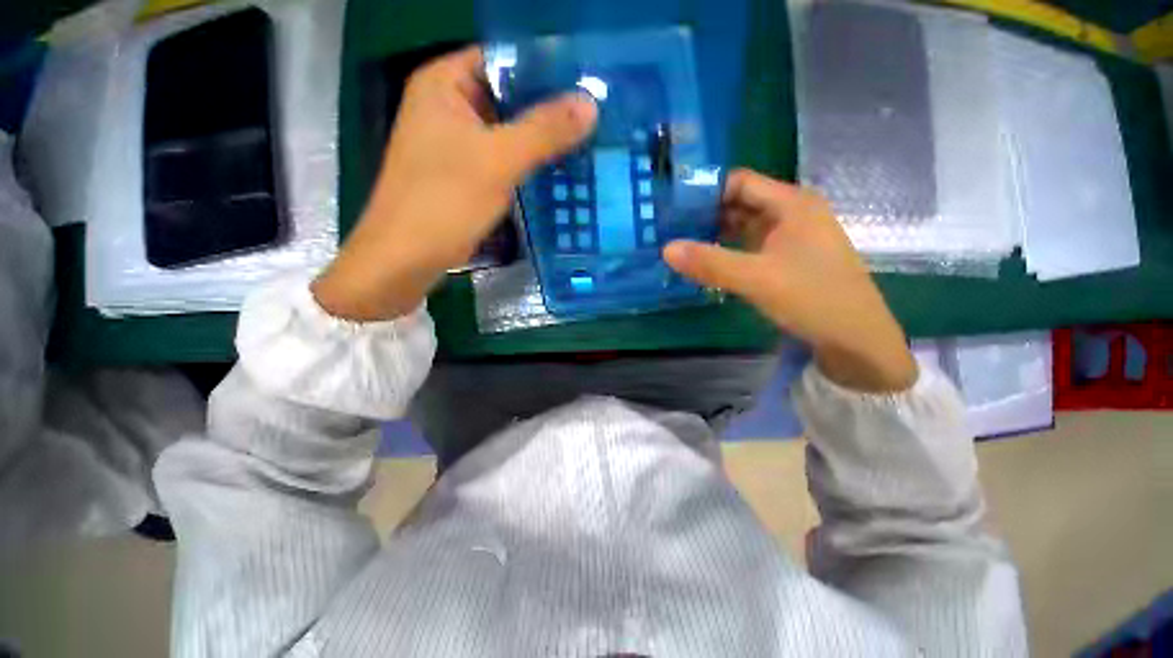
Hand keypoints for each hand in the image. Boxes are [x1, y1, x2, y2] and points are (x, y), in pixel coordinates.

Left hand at [312, 47, 597, 320]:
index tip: (585, 80)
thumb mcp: (498, 161)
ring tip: (586, 138)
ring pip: (507, 129)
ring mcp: (456, 142)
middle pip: (507, 94)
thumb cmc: (444, 201)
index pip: (502, 58)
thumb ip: (544, 130)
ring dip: (540, 137)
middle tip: (593, 114)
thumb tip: (590, 104)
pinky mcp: (465, 173)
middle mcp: (448, 105)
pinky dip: (527, 161)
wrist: (407, 257)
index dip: (543, 67)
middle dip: (547, 106)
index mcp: (444, 83)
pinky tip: (558, 167)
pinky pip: (503, 157)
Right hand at [663, 170, 916, 392]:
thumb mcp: (757, 278)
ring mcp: (790, 236)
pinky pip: (750, 245)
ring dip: (714, 233)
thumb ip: (710, 262)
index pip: (739, 182)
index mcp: (791, 203)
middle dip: (705, 214)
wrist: (856, 339)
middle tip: (669, 229)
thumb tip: (666, 249)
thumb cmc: (813, 298)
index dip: (705, 192)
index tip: (673, 208)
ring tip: (681, 244)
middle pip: (740, 202)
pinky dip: (728, 250)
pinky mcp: (787, 258)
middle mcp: (792, 212)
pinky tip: (707, 261)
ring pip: (744, 225)